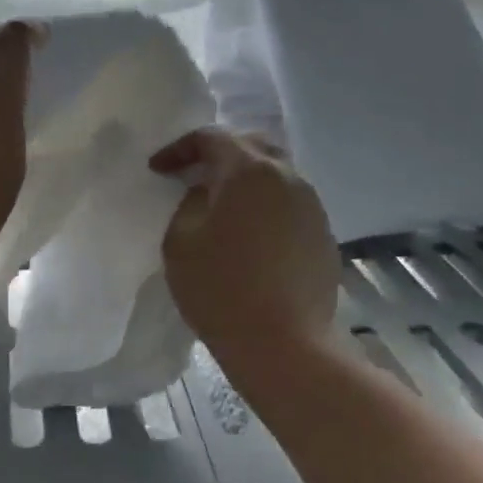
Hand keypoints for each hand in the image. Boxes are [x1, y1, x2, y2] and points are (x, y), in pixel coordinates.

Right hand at [151, 129, 340, 356]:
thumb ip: (188, 204)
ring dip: (246, 181)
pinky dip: (266, 207)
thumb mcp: (180, 242)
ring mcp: (312, 206)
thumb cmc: (221, 290)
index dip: (180, 149)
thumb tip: (205, 193)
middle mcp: (288, 177)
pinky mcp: (323, 234)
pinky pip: (290, 205)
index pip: (212, 138)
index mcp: (249, 171)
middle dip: (218, 155)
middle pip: (251, 147)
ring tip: (222, 205)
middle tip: (193, 175)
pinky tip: (251, 235)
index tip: (158, 170)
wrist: (285, 345)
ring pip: (275, 176)